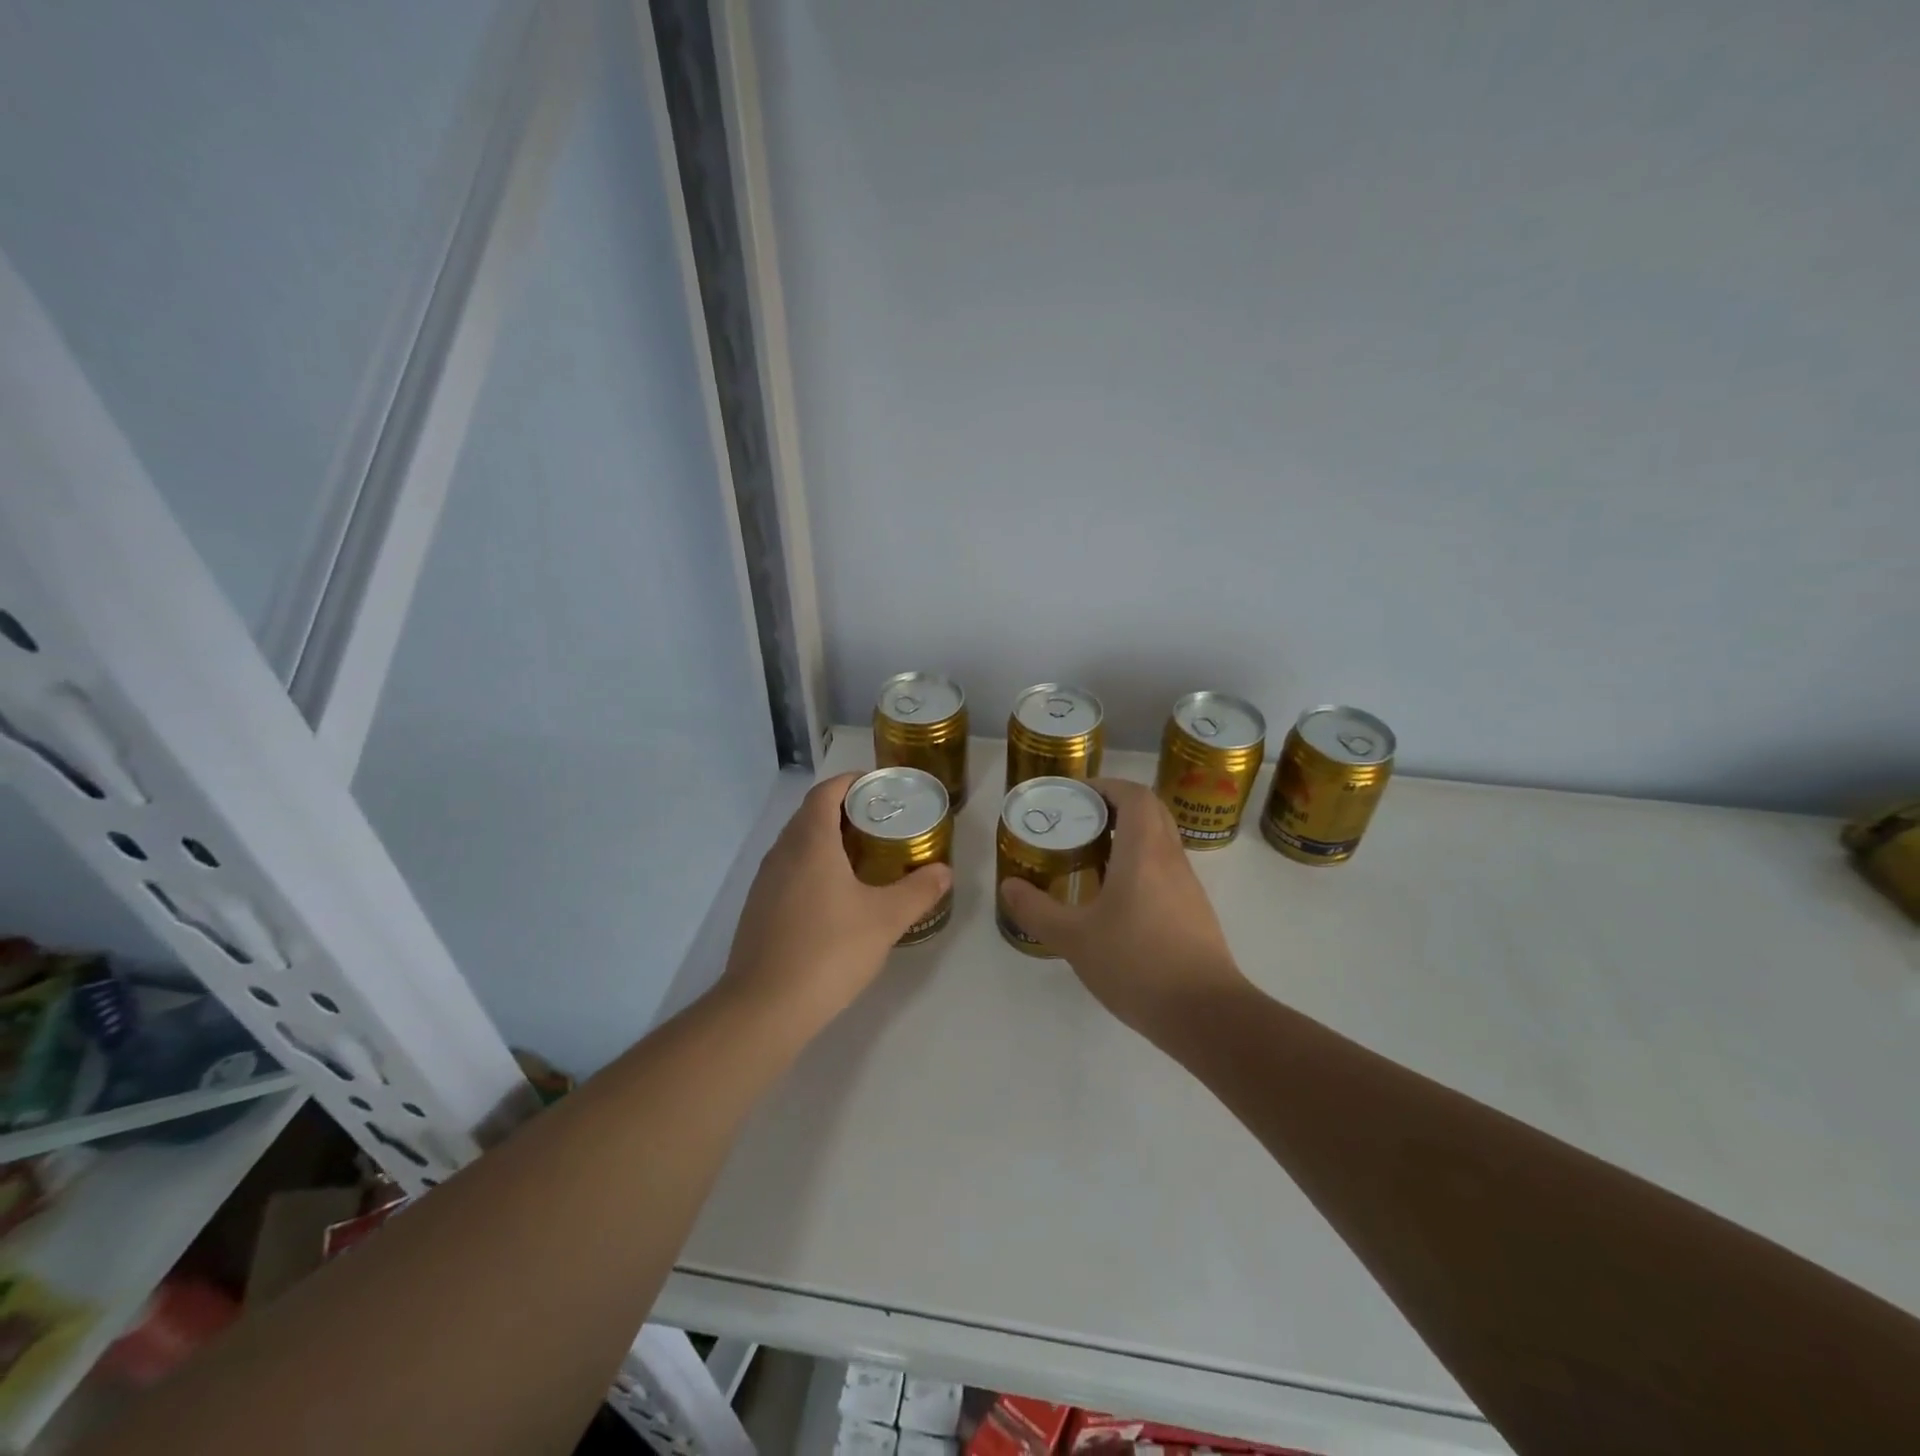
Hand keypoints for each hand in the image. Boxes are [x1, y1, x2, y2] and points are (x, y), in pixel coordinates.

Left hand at [718, 773, 952, 1032]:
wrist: (765, 1007)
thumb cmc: (829, 951)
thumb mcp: (885, 919)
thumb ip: (918, 890)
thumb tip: (944, 871)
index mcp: (810, 842)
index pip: (826, 792)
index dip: (851, 781)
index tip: (879, 787)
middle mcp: (782, 853)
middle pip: (811, 814)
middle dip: (844, 810)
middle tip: (881, 822)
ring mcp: (765, 882)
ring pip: (797, 844)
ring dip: (827, 839)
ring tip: (863, 856)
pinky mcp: (758, 908)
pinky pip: (789, 870)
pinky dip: (813, 866)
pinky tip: (835, 896)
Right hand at [999, 778, 1247, 1038]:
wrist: (1205, 1014)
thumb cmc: (1137, 964)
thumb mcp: (1074, 939)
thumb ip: (1037, 910)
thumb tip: (1009, 886)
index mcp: (1144, 851)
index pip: (1134, 794)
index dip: (1106, 785)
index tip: (1076, 794)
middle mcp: (1170, 858)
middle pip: (1151, 810)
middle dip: (1116, 805)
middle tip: (1081, 820)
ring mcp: (1188, 885)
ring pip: (1161, 840)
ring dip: (1130, 835)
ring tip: (1092, 856)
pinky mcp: (1195, 911)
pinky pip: (1166, 868)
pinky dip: (1142, 864)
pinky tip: (1117, 897)